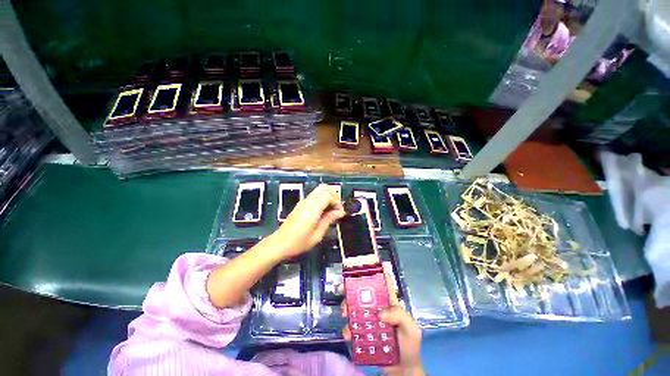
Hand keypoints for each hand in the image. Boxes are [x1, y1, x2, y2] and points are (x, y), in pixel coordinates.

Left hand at [271, 184, 344, 258]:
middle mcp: (307, 202)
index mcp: (312, 210)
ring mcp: (302, 202)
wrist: (279, 244)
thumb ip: (329, 220)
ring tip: (330, 211)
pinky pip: (314, 196)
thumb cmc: (299, 243)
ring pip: (318, 190)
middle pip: (323, 188)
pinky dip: (321, 200)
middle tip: (336, 208)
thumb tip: (340, 212)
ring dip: (327, 197)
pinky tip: (323, 212)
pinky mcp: (300, 205)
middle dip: (333, 195)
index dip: (336, 201)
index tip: (339, 212)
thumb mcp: (317, 235)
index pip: (328, 195)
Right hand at [341, 274, 423, 375]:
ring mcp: (368, 320)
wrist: (403, 370)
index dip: (374, 270)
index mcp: (389, 302)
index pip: (382, 282)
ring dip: (346, 306)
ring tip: (344, 312)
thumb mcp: (411, 328)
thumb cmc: (410, 345)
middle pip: (363, 292)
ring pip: (354, 307)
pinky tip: (347, 333)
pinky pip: (352, 327)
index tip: (363, 263)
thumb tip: (380, 313)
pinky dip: (347, 328)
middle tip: (343, 288)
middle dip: (351, 288)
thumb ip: (399, 316)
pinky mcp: (362, 333)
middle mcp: (377, 307)